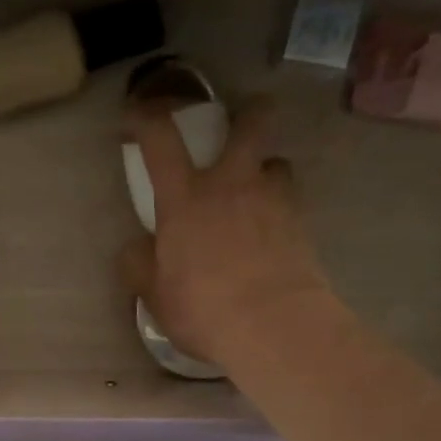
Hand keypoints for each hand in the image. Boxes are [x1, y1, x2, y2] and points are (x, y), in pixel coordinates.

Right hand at [120, 100, 337, 368]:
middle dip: (247, 114)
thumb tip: (137, 249)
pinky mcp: (303, 225)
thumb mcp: (154, 294)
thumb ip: (140, 265)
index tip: (137, 116)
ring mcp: (274, 200)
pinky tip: (271, 238)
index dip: (146, 117)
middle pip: (250, 122)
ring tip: (257, 196)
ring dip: (266, 172)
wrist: (274, 326)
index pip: (161, 137)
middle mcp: (232, 185)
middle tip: (239, 125)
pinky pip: (291, 204)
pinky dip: (279, 212)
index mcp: (185, 198)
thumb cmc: (203, 308)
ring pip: (277, 163)